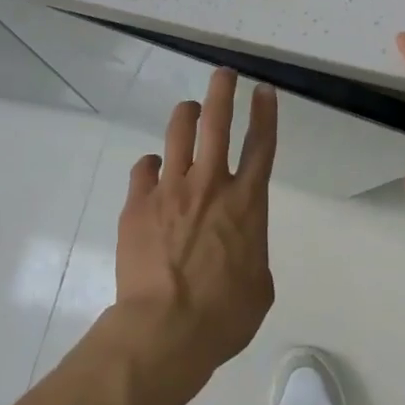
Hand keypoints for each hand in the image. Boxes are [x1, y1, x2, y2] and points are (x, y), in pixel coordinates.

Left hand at [114, 68, 277, 381]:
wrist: (164, 330)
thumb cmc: (223, 316)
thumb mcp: (259, 287)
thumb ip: (252, 254)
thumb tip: (240, 249)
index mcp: (246, 203)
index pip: (261, 145)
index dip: (265, 113)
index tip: (264, 90)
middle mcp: (211, 184)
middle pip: (218, 123)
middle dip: (223, 91)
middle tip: (224, 74)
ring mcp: (171, 190)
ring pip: (178, 133)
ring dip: (186, 114)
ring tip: (189, 108)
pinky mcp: (139, 204)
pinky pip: (144, 168)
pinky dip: (152, 165)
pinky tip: (154, 169)